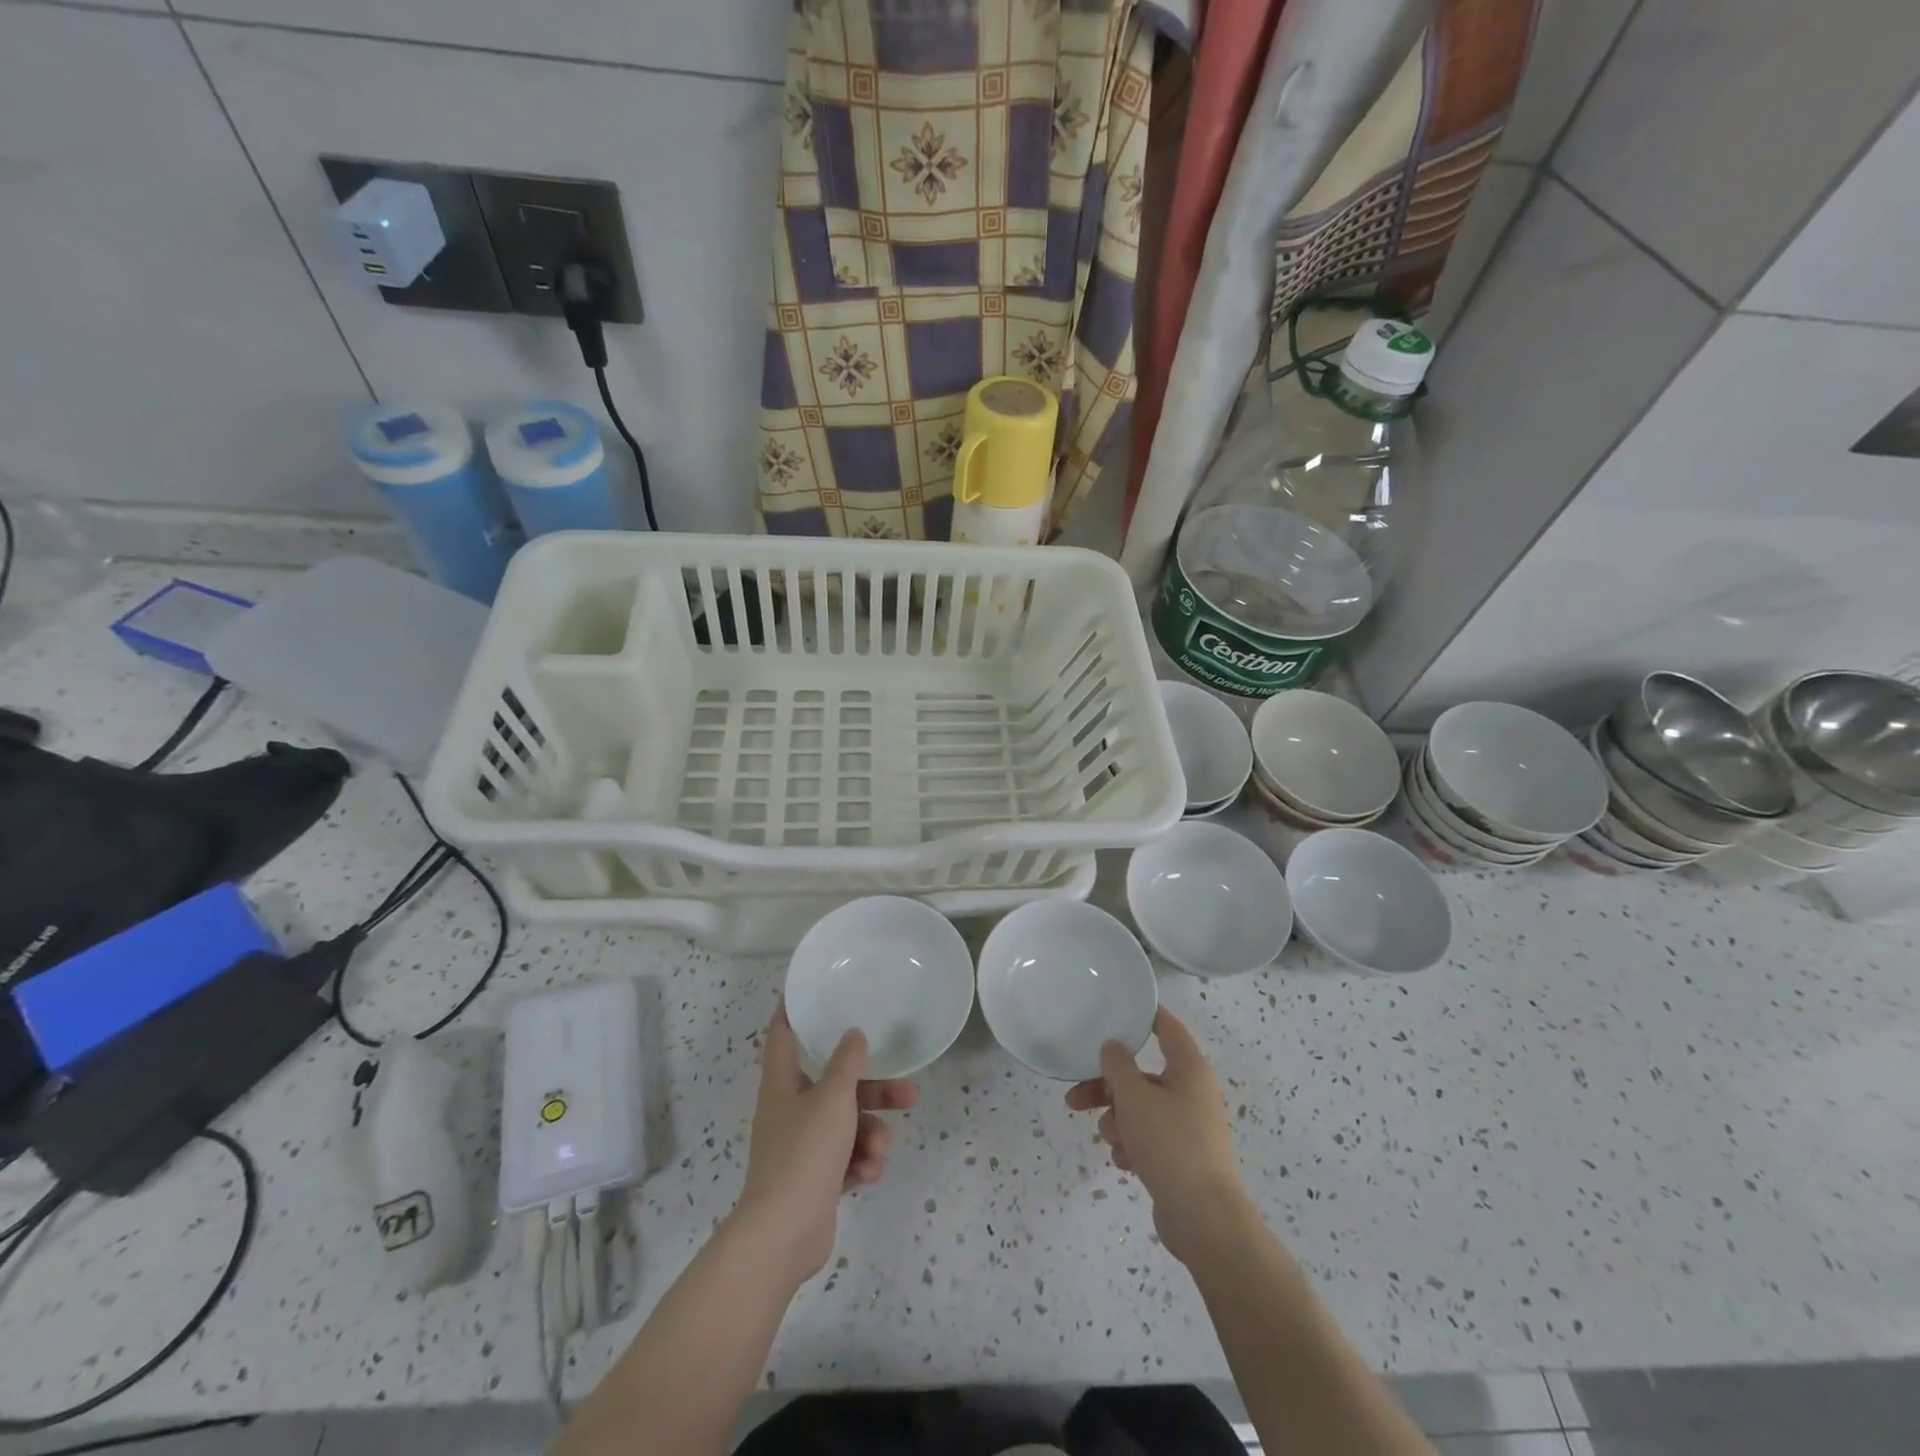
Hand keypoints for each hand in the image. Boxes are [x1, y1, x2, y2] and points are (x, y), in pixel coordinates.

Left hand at [734, 1004, 917, 1285]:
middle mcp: (790, 1108)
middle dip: (874, 1090)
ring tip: (878, 1151)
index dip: (793, 1009)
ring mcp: (802, 1146)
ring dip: (871, 1134)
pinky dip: (861, 1162)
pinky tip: (868, 1174)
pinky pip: (847, 1157)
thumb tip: (854, 1034)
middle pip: (836, 1085)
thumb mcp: (833, 1098)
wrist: (783, 1234)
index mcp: (783, 1082)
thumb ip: (847, 1062)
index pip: (783, 1033)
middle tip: (909, 1092)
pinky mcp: (816, 1178)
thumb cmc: (804, 1152)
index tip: (808, 988)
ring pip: (848, 1123)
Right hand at [1066, 1007, 1248, 1264]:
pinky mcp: (1182, 1157)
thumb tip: (1113, 1047)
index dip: (1143, 1016)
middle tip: (1075, 1097)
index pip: (1167, 1027)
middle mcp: (1192, 1092)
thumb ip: (1117, 1065)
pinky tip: (1124, 1162)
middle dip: (1107, 1087)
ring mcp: (1188, 1127)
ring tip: (1109, 1139)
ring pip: (1140, 1109)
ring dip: (1117, 1120)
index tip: (1115, 1010)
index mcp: (1189, 1069)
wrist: (1203, 1219)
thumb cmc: (1170, 1144)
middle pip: (1142, 1076)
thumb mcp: (1134, 1097)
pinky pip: (1148, 1138)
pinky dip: (1132, 1145)